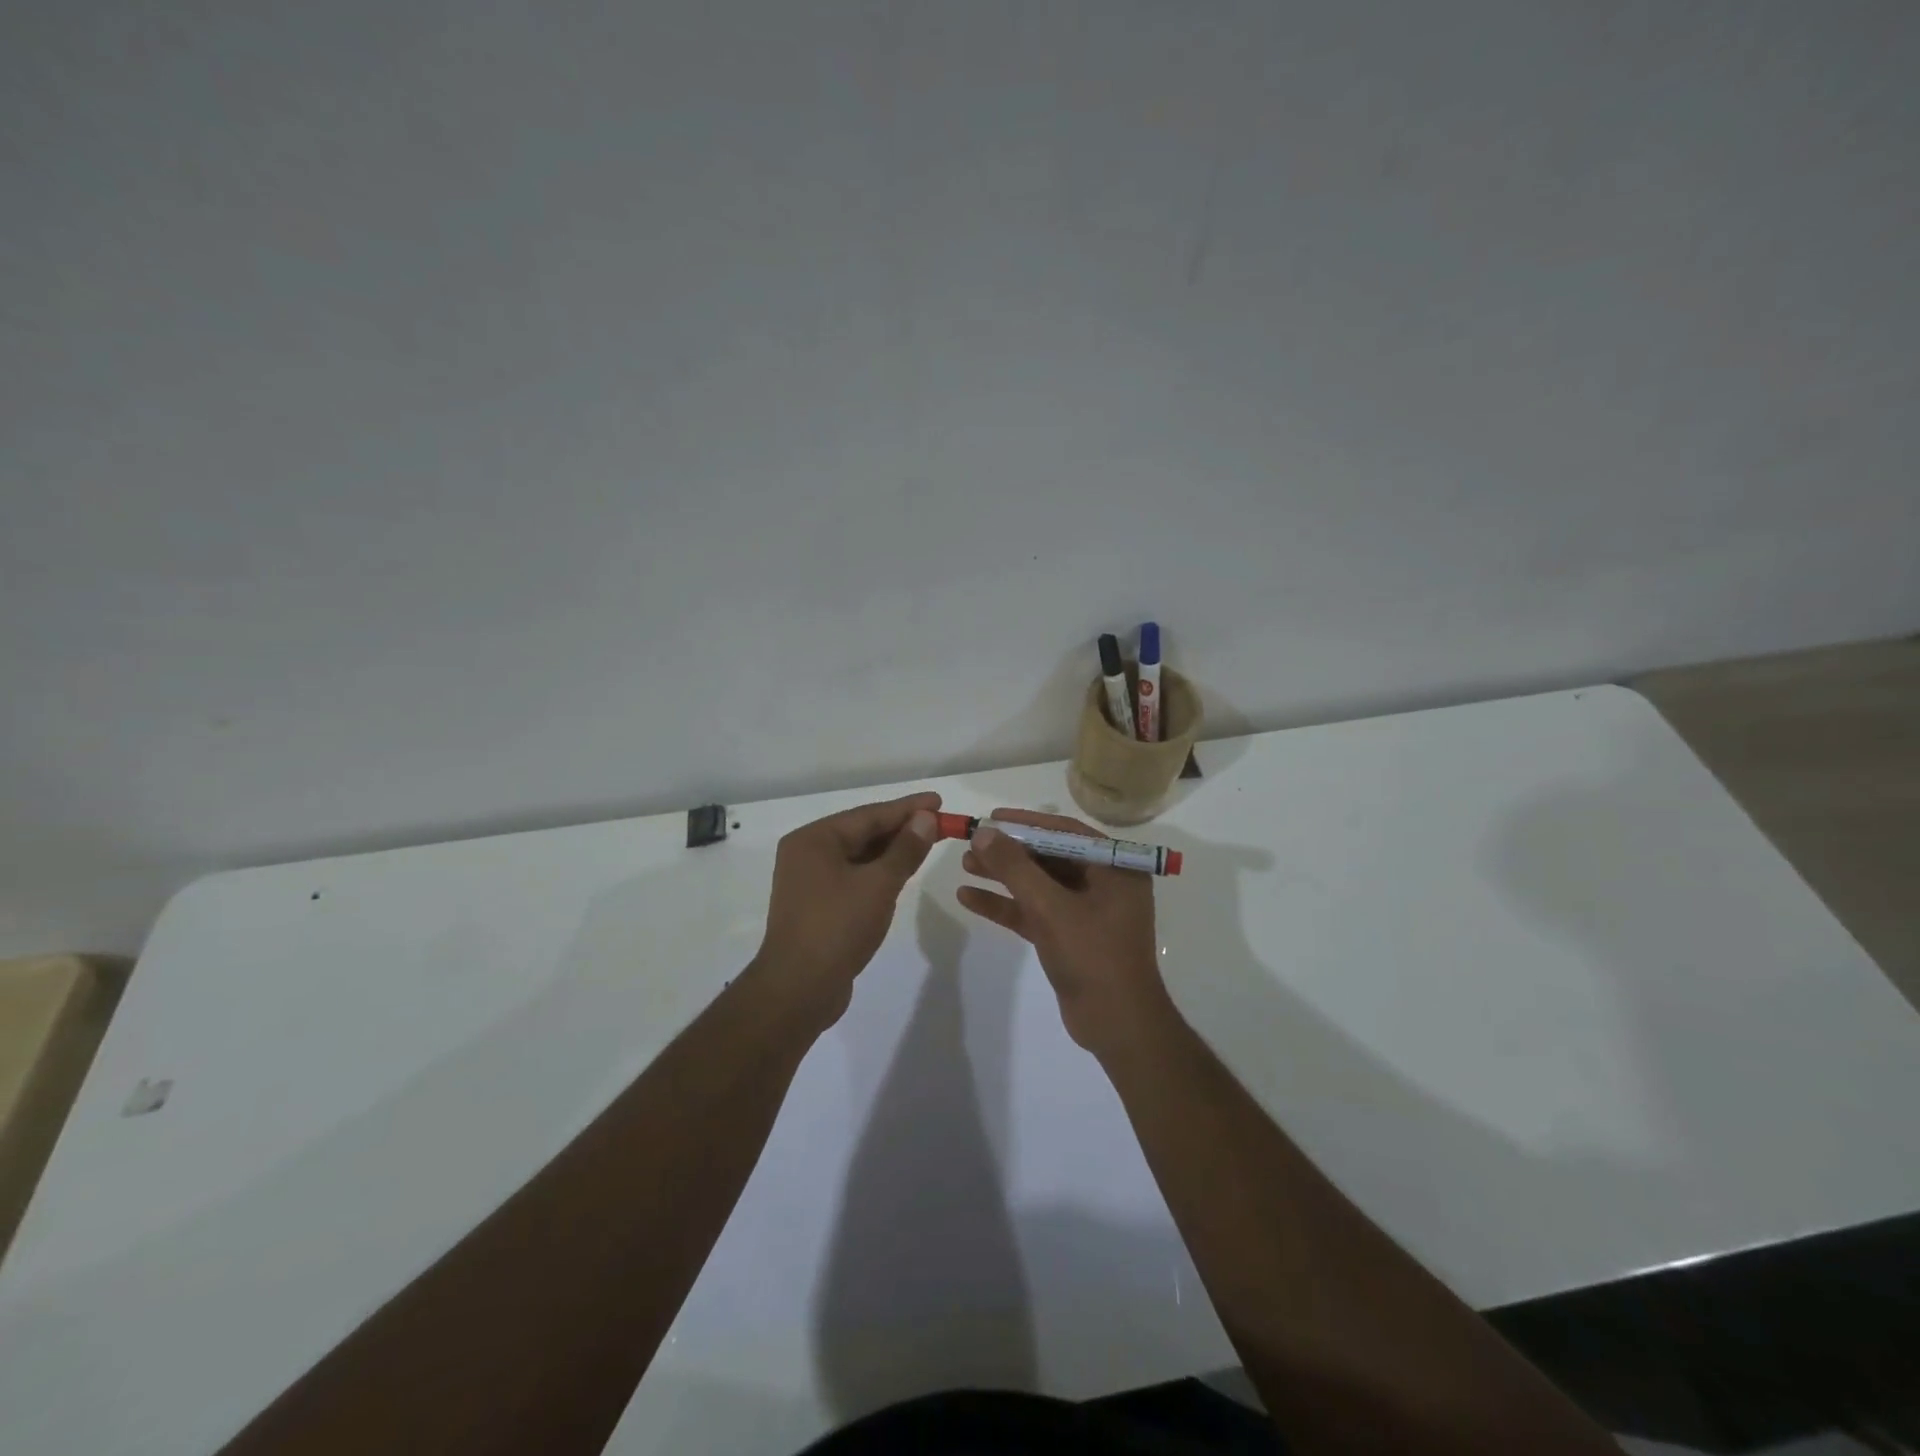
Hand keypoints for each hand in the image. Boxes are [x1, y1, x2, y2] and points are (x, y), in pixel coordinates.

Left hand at [755, 791, 941, 1028]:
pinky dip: (879, 872)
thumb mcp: (878, 884)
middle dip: (902, 828)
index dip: (908, 808)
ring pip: (859, 856)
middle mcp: (807, 854)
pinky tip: (901, 873)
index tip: (939, 801)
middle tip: (940, 823)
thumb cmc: (838, 927)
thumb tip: (925, 819)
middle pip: (862, 833)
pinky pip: (854, 877)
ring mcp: (809, 881)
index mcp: (814, 839)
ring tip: (928, 842)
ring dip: (892, 851)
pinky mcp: (817, 906)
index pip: (869, 815)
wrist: (798, 990)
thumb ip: (905, 849)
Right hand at [956, 808, 1171, 1055]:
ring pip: (1039, 885)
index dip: (1027, 823)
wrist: (1117, 1026)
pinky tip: (969, 898)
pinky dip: (1006, 905)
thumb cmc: (1093, 956)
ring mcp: (1086, 912)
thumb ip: (1016, 868)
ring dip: (1003, 876)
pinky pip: (1034, 912)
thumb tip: (983, 832)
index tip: (993, 818)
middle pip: (1049, 857)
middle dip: (1010, 852)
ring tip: (965, 865)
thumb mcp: (1051, 907)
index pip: (1066, 833)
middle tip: (972, 842)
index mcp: (1115, 868)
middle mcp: (1103, 884)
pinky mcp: (1069, 937)